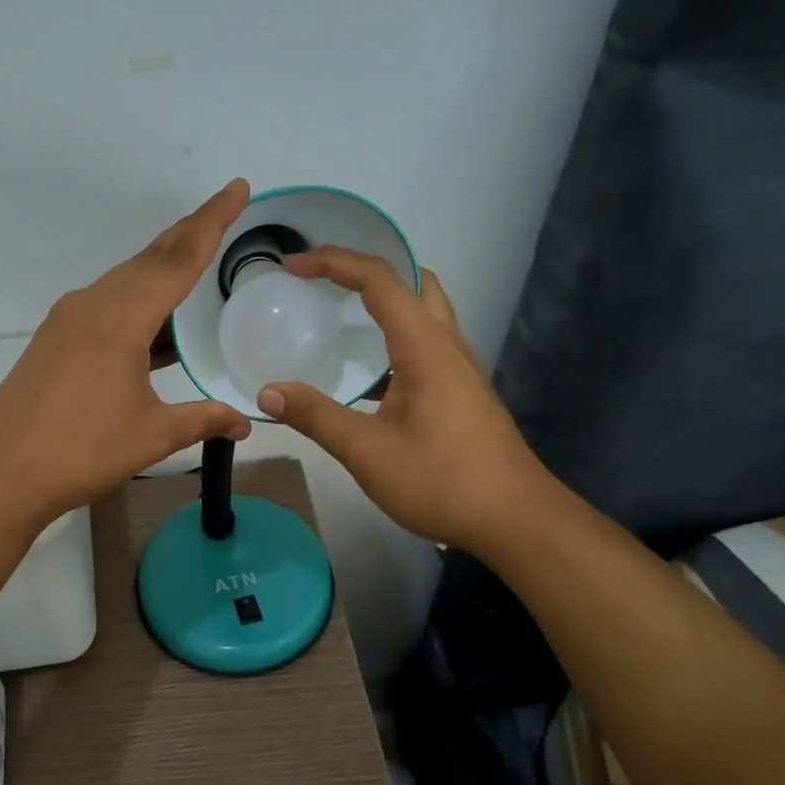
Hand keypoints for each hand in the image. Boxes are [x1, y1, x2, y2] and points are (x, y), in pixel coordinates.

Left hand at [0, 181, 254, 526]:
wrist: (1, 473)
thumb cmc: (82, 451)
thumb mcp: (152, 435)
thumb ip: (203, 420)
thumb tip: (246, 423)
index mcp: (120, 318)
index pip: (178, 259)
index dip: (212, 222)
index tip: (236, 188)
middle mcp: (92, 305)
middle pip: (149, 259)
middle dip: (189, 234)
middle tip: (224, 214)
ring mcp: (67, 321)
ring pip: (125, 282)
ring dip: (161, 270)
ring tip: (196, 264)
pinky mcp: (54, 340)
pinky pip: (106, 306)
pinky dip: (138, 303)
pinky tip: (155, 323)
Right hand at [253, 248, 545, 553]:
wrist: (516, 521)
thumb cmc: (443, 482)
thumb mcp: (368, 452)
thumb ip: (316, 417)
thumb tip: (268, 392)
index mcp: (426, 348)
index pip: (381, 280)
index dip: (335, 262)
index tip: (293, 266)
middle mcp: (447, 346)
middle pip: (413, 282)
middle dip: (366, 269)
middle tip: (323, 281)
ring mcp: (460, 369)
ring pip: (425, 311)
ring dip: (385, 299)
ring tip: (339, 314)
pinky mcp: (461, 392)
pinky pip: (426, 341)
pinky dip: (394, 333)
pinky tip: (368, 370)